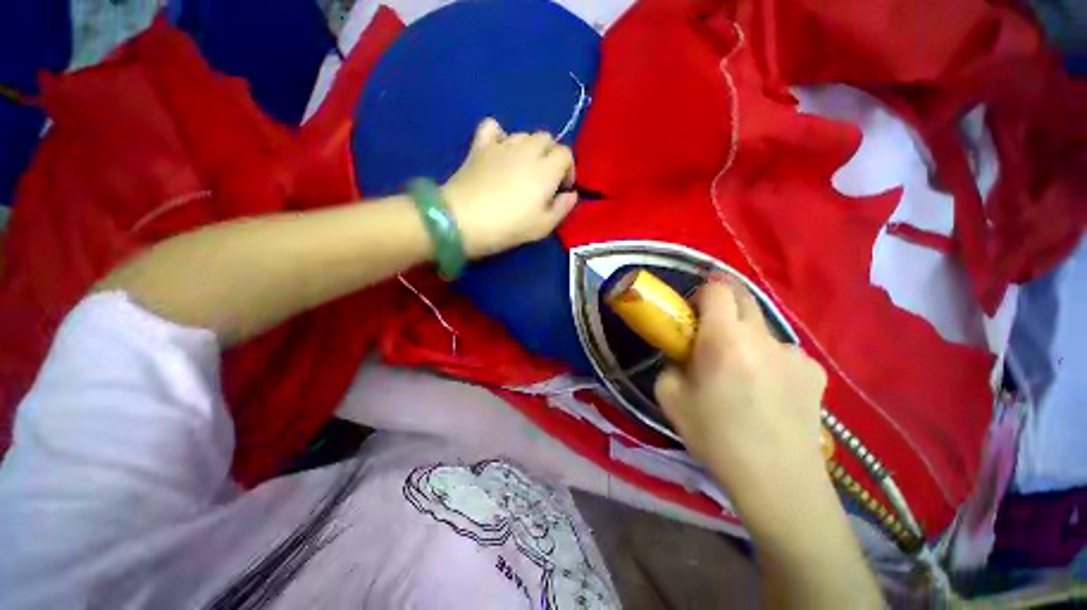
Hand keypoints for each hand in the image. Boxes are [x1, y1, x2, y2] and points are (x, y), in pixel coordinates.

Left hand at [442, 118, 577, 258]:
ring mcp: (502, 144)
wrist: (464, 220)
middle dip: (550, 156)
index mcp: (546, 169)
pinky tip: (499, 151)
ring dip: (529, 148)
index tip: (561, 189)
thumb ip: (562, 208)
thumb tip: (571, 193)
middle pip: (547, 138)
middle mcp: (527, 149)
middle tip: (543, 179)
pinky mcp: (480, 146)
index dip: (568, 170)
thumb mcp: (543, 226)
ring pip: (524, 134)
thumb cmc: (508, 227)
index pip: (566, 154)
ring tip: (521, 169)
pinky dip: (499, 135)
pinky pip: (493, 127)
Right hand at [654, 279, 827, 494]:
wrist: (777, 480)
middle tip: (711, 332)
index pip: (718, 289)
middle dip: (724, 305)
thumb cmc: (716, 437)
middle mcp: (763, 337)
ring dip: (746, 339)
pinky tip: (768, 392)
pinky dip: (769, 361)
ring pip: (762, 329)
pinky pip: (783, 353)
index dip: (703, 291)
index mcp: (724, 339)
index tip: (693, 309)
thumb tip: (682, 357)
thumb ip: (670, 365)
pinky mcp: (815, 371)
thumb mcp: (670, 397)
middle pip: (744, 298)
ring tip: (742, 374)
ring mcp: (794, 353)